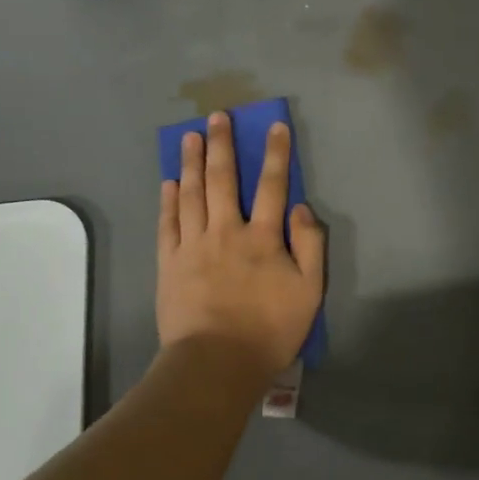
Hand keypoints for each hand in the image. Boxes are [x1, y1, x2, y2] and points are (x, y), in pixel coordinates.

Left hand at [158, 112, 325, 376]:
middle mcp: (226, 231)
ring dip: (192, 162)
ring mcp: (193, 245)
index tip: (275, 126)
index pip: (272, 185)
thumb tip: (299, 207)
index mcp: (264, 237)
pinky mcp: (169, 263)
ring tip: (190, 137)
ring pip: (192, 194)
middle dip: (222, 145)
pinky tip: (169, 182)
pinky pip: (168, 223)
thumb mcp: (309, 292)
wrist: (216, 362)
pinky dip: (168, 200)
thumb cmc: (269, 330)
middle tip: (217, 117)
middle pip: (223, 180)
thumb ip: (309, 246)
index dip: (276, 154)